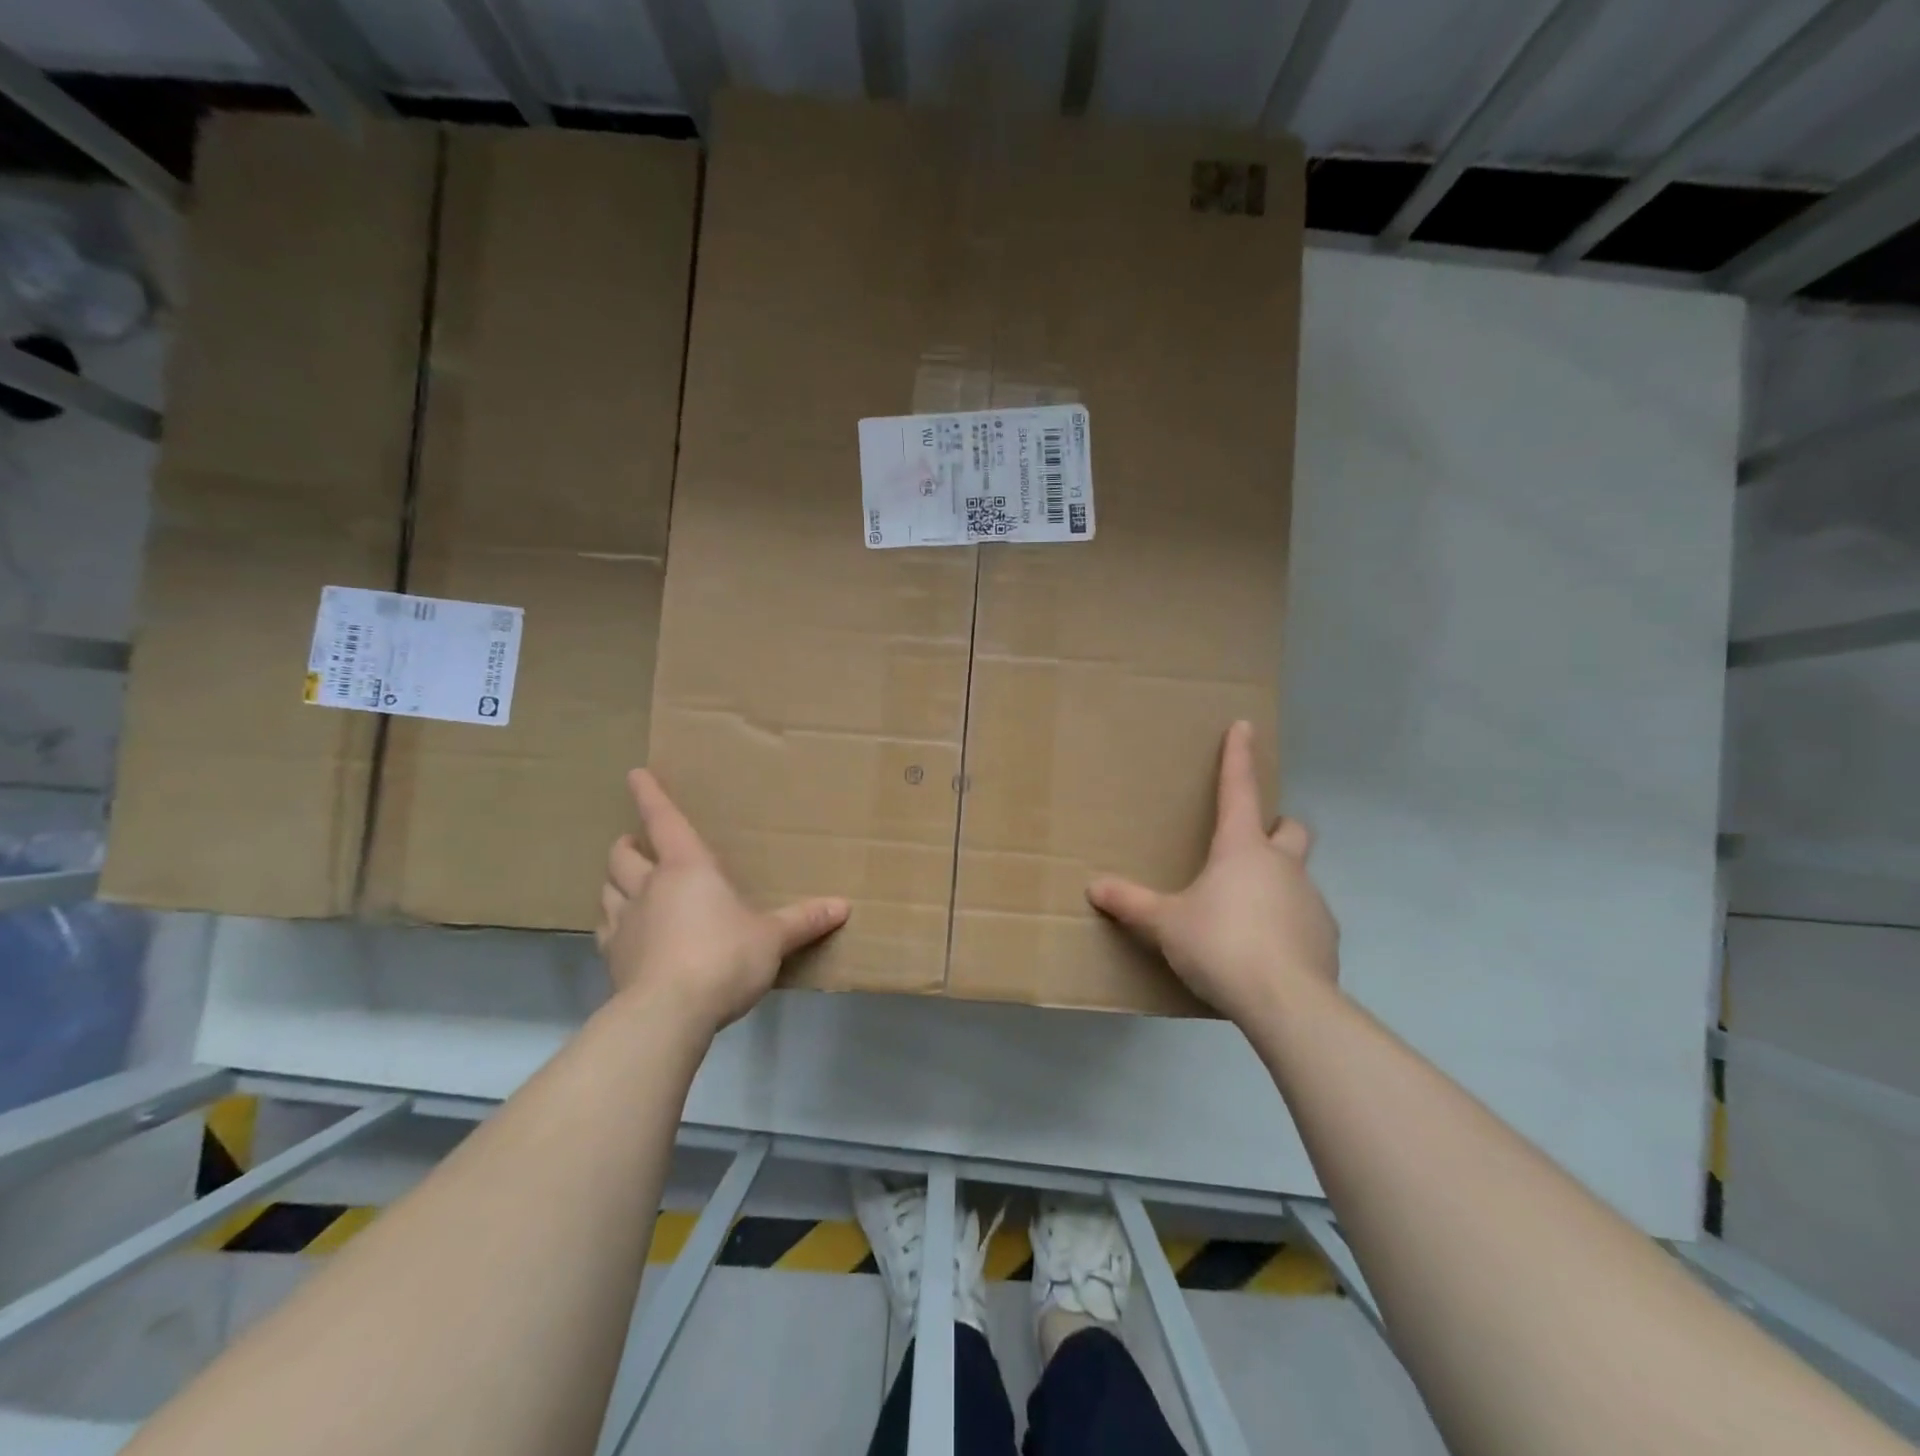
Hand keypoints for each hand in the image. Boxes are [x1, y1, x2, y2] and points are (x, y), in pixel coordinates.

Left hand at [597, 769, 849, 1033]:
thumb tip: (843, 906)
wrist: (668, 1013)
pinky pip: (606, 930)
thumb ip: (804, 921)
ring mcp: (625, 923)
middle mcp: (649, 886)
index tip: (635, 774)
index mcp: (688, 868)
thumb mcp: (772, 938)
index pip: (664, 820)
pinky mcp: (613, 959)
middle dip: (629, 845)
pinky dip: (613, 924)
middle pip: (622, 854)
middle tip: (638, 845)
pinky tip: (626, 935)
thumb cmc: (724, 958)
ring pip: (606, 889)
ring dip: (615, 882)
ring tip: (628, 886)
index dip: (650, 795)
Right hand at [1087, 721, 1338, 1024]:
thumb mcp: (1166, 924)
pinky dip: (1288, 924)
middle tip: (1250, 847)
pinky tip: (1266, 952)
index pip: (1239, 790)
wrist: (1285, 1001)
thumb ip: (1131, 903)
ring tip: (1246, 916)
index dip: (1239, 756)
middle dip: (1277, 827)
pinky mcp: (1326, 937)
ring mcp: (1311, 900)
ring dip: (1277, 883)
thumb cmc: (1220, 944)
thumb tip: (1094, 887)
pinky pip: (1305, 918)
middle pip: (1291, 827)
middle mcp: (1283, 865)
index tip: (1245, 726)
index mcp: (1242, 849)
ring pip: (1298, 875)